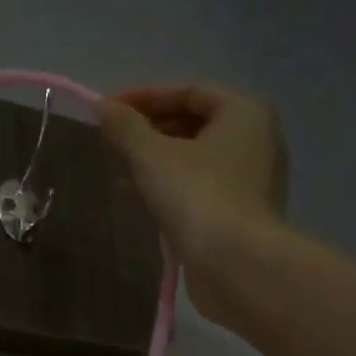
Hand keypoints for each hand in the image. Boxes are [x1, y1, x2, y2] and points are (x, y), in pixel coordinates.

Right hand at [99, 83, 289, 323]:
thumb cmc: (197, 196)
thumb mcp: (152, 155)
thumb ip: (125, 128)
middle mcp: (254, 140)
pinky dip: (167, 186)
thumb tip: (102, 106)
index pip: (189, 91)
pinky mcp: (237, 213)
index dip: (146, 97)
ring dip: (153, 161)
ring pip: (193, 159)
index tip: (108, 111)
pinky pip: (197, 187)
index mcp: (243, 113)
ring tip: (117, 171)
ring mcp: (248, 180)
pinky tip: (135, 197)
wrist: (236, 264)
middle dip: (149, 131)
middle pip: (193, 124)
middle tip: (112, 143)